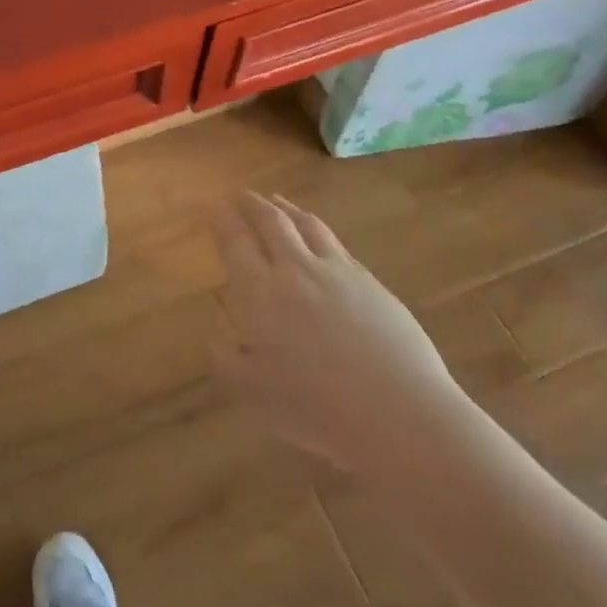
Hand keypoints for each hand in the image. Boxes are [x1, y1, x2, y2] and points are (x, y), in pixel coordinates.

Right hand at [208, 192, 466, 471]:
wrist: (399, 412)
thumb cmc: (315, 407)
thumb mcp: (253, 393)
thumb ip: (227, 361)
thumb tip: (217, 338)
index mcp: (261, 292)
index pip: (235, 240)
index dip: (219, 218)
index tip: (208, 202)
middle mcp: (297, 270)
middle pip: (272, 222)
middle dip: (252, 204)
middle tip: (240, 195)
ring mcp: (339, 272)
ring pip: (308, 225)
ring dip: (287, 209)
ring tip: (277, 202)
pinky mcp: (372, 283)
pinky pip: (337, 244)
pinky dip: (318, 230)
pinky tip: (320, 239)